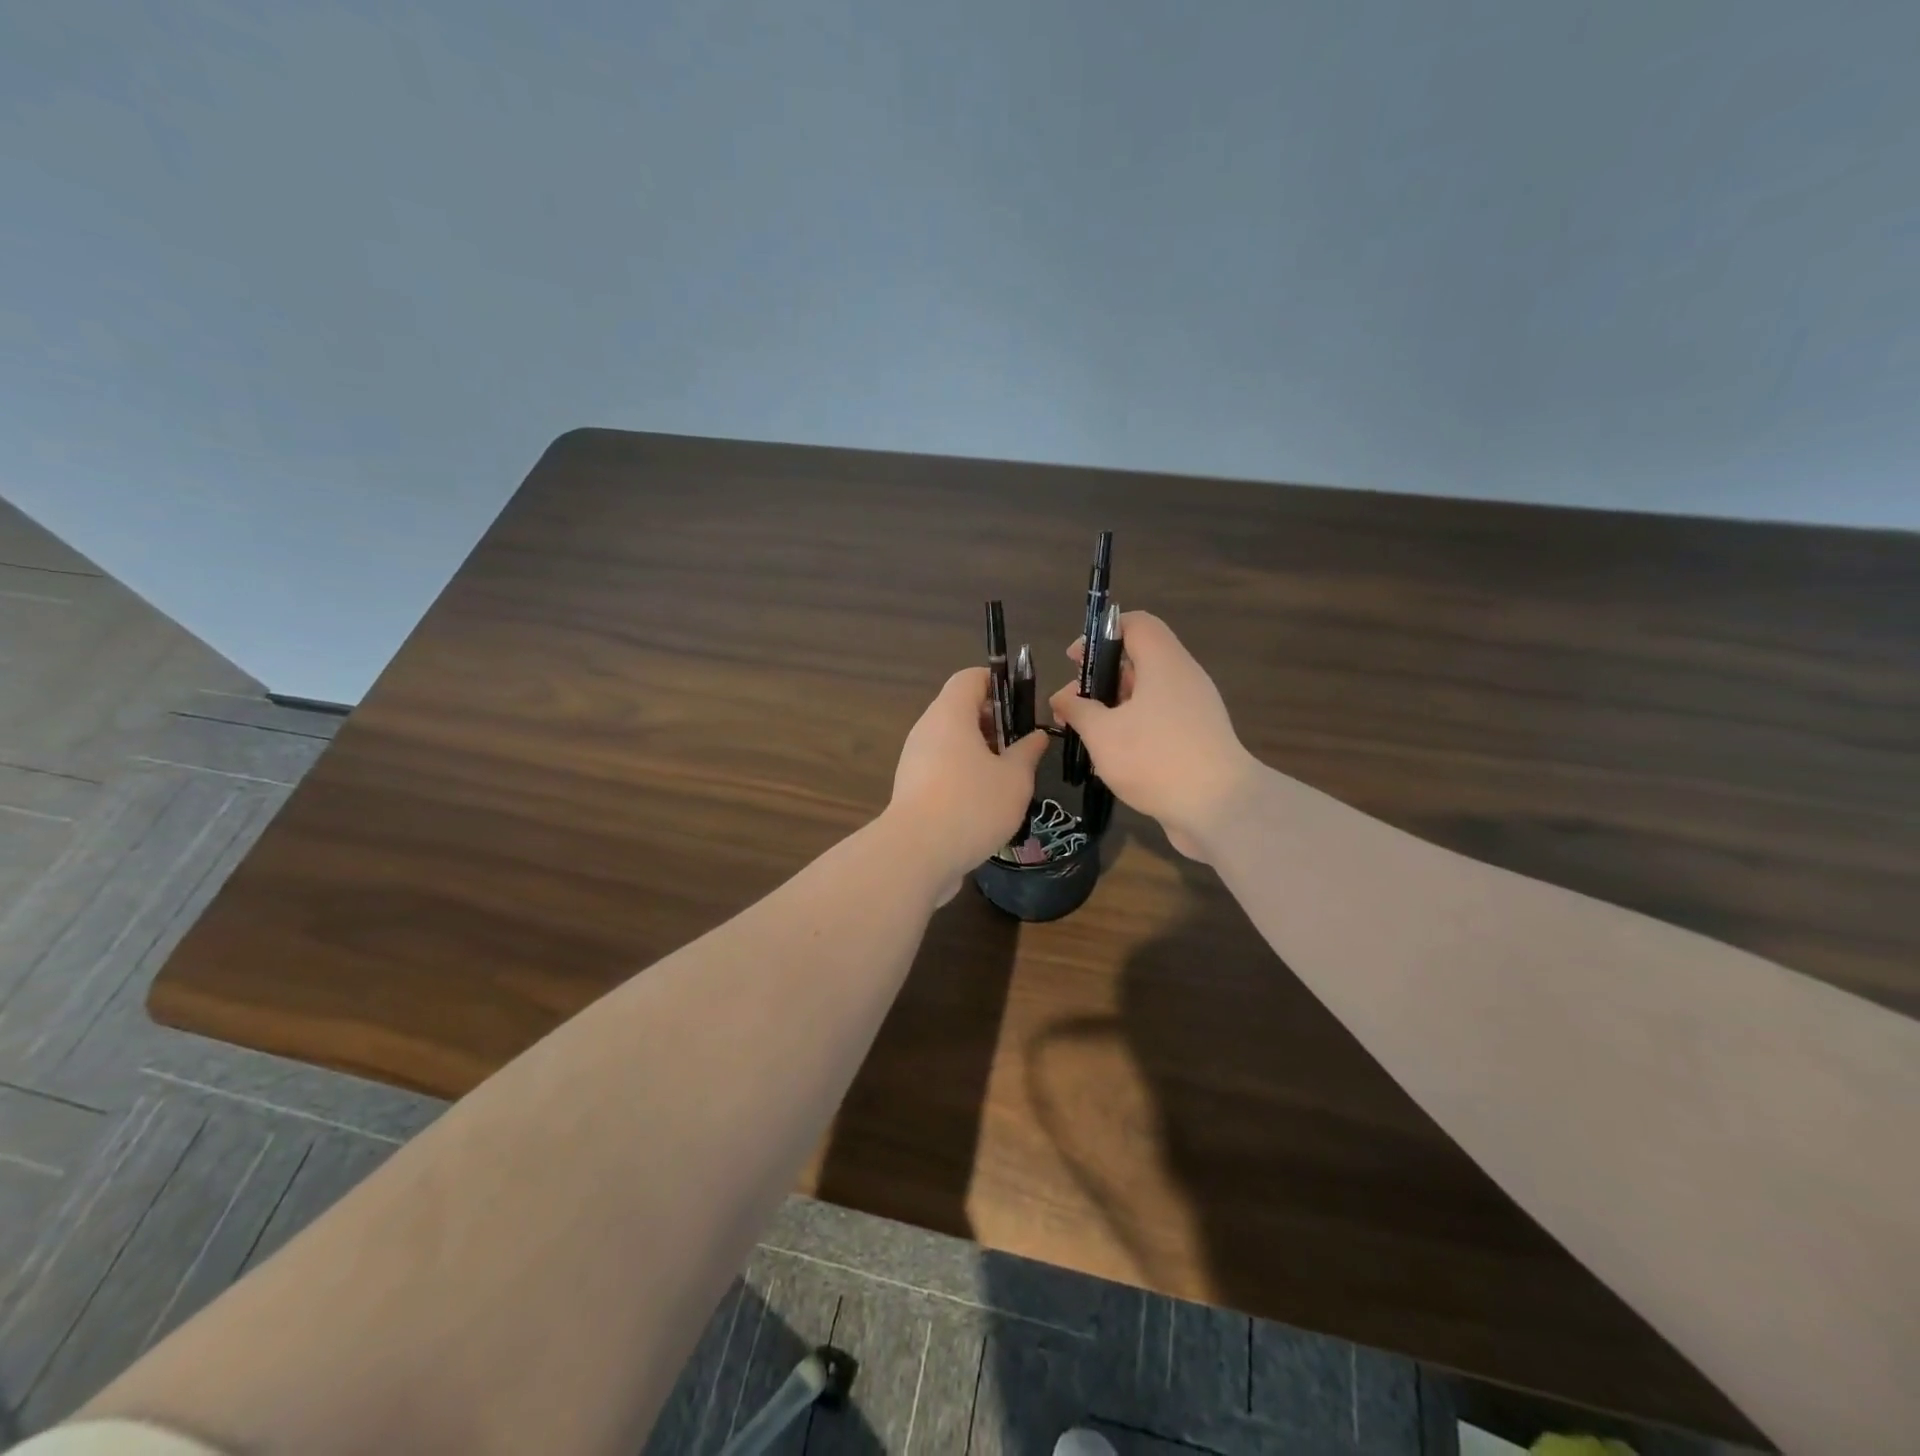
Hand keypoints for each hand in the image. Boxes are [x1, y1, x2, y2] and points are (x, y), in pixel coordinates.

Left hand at [885, 667, 1049, 899]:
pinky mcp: (911, 789)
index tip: (1023, 705)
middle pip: (960, 710)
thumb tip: (1036, 735)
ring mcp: (914, 760)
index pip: (970, 678)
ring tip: (1009, 778)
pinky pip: (942, 768)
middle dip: (994, 723)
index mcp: (950, 714)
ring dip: (981, 753)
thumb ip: (1027, 753)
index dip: (998, 683)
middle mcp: (927, 730)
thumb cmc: (972, 805)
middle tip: (1022, 747)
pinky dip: (964, 775)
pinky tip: (986, 803)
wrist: (916, 854)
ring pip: (952, 743)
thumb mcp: (1015, 779)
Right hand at [1049, 611, 1256, 861]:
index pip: (1135, 624)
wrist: (1219, 808)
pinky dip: (1133, 729)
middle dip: (1100, 679)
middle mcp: (1183, 678)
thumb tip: (1062, 697)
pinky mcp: (1198, 738)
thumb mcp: (1102, 733)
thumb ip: (1078, 709)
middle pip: (1138, 661)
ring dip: (1113, 708)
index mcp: (1164, 663)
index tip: (1074, 661)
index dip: (1101, 633)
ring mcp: (1194, 710)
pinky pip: (1160, 720)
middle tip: (1072, 706)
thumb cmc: (1154, 759)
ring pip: (1147, 695)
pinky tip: (1110, 759)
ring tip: (1085, 735)